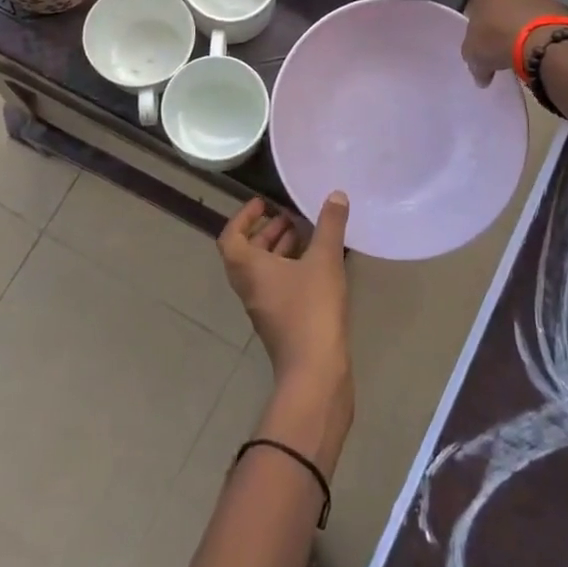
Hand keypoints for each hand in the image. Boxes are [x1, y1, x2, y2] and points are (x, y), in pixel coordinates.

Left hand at [218, 195, 351, 401]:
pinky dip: (291, 268)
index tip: (262, 203)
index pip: (231, 237)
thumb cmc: (311, 309)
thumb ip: (329, 225)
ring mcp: (264, 307)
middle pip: (247, 253)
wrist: (315, 372)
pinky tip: (317, 264)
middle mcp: (249, 286)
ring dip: (279, 249)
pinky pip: (278, 286)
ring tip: (306, 233)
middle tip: (290, 216)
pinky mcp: (281, 322)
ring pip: (264, 270)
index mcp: (248, 268)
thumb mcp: (324, 260)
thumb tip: (335, 194)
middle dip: (266, 231)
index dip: (243, 217)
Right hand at [462, 0, 567, 86]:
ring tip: (521, 54)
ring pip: (525, 13)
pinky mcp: (561, 7)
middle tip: (500, 48)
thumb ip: (474, 60)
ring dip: (522, 28)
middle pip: (503, 6)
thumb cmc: (497, 39)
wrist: (542, 40)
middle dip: (501, 24)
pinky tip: (538, 51)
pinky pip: (544, 22)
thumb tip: (482, 75)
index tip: (480, 44)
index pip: (476, 5)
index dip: (477, 27)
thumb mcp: (473, 53)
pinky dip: (541, 34)